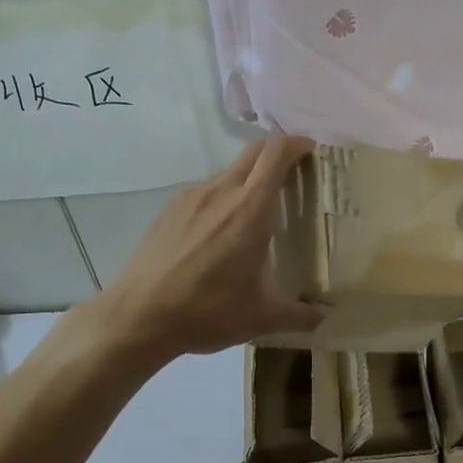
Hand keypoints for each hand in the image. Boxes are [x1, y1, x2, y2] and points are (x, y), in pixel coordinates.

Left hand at [95, 136, 323, 359]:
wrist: (138, 316)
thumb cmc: (207, 311)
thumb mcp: (261, 317)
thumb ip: (299, 315)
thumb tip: (324, 319)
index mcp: (250, 208)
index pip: (276, 153)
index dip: (296, 143)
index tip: (310, 150)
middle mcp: (221, 191)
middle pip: (253, 153)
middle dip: (275, 153)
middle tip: (292, 176)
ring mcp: (191, 197)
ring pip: (227, 172)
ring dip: (247, 179)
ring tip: (255, 212)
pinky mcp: (169, 209)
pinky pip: (204, 191)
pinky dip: (221, 198)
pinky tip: (219, 232)